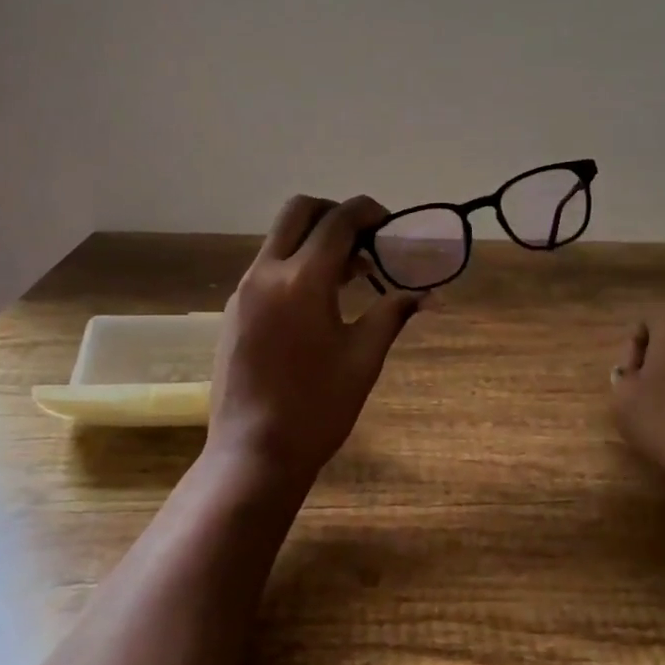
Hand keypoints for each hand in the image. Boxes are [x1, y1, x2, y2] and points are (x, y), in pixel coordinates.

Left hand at [208, 195, 420, 487]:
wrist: (253, 453)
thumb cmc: (317, 407)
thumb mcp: (364, 358)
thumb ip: (393, 313)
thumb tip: (430, 296)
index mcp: (303, 280)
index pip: (338, 221)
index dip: (368, 212)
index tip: (389, 225)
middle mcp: (267, 273)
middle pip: (298, 211)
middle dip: (334, 212)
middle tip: (363, 239)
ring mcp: (244, 290)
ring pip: (279, 238)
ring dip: (314, 239)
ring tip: (349, 274)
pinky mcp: (234, 311)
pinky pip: (267, 267)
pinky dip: (294, 264)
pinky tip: (317, 302)